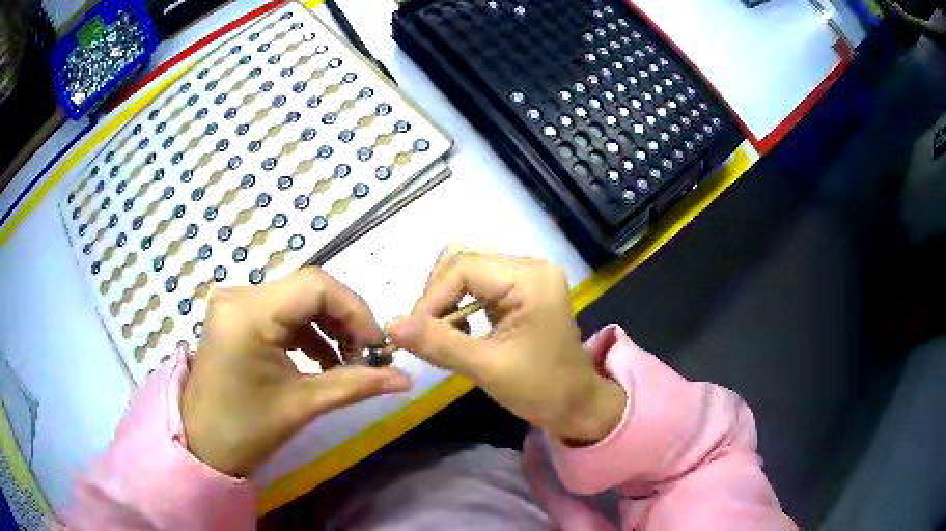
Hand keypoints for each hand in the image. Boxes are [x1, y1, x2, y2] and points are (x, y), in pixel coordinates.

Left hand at [182, 267, 411, 476]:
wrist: (203, 444)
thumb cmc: (247, 429)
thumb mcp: (303, 405)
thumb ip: (356, 385)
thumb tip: (407, 379)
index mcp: (248, 313)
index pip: (316, 286)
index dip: (355, 310)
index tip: (378, 346)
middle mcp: (239, 295)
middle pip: (308, 289)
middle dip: (345, 320)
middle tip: (367, 356)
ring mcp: (235, 302)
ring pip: (298, 298)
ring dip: (329, 326)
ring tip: (348, 361)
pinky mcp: (237, 315)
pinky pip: (283, 311)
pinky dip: (308, 331)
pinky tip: (322, 358)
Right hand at [388, 252, 624, 444]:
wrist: (576, 406)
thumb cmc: (542, 389)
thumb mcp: (488, 368)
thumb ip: (439, 344)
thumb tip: (391, 326)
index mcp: (530, 278)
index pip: (464, 268)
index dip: (432, 297)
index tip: (412, 332)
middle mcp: (529, 267)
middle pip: (463, 263)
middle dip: (437, 297)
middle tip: (424, 333)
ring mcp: (526, 278)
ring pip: (467, 273)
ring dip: (446, 301)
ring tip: (441, 334)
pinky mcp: (520, 292)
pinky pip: (478, 287)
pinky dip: (459, 306)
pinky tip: (458, 331)